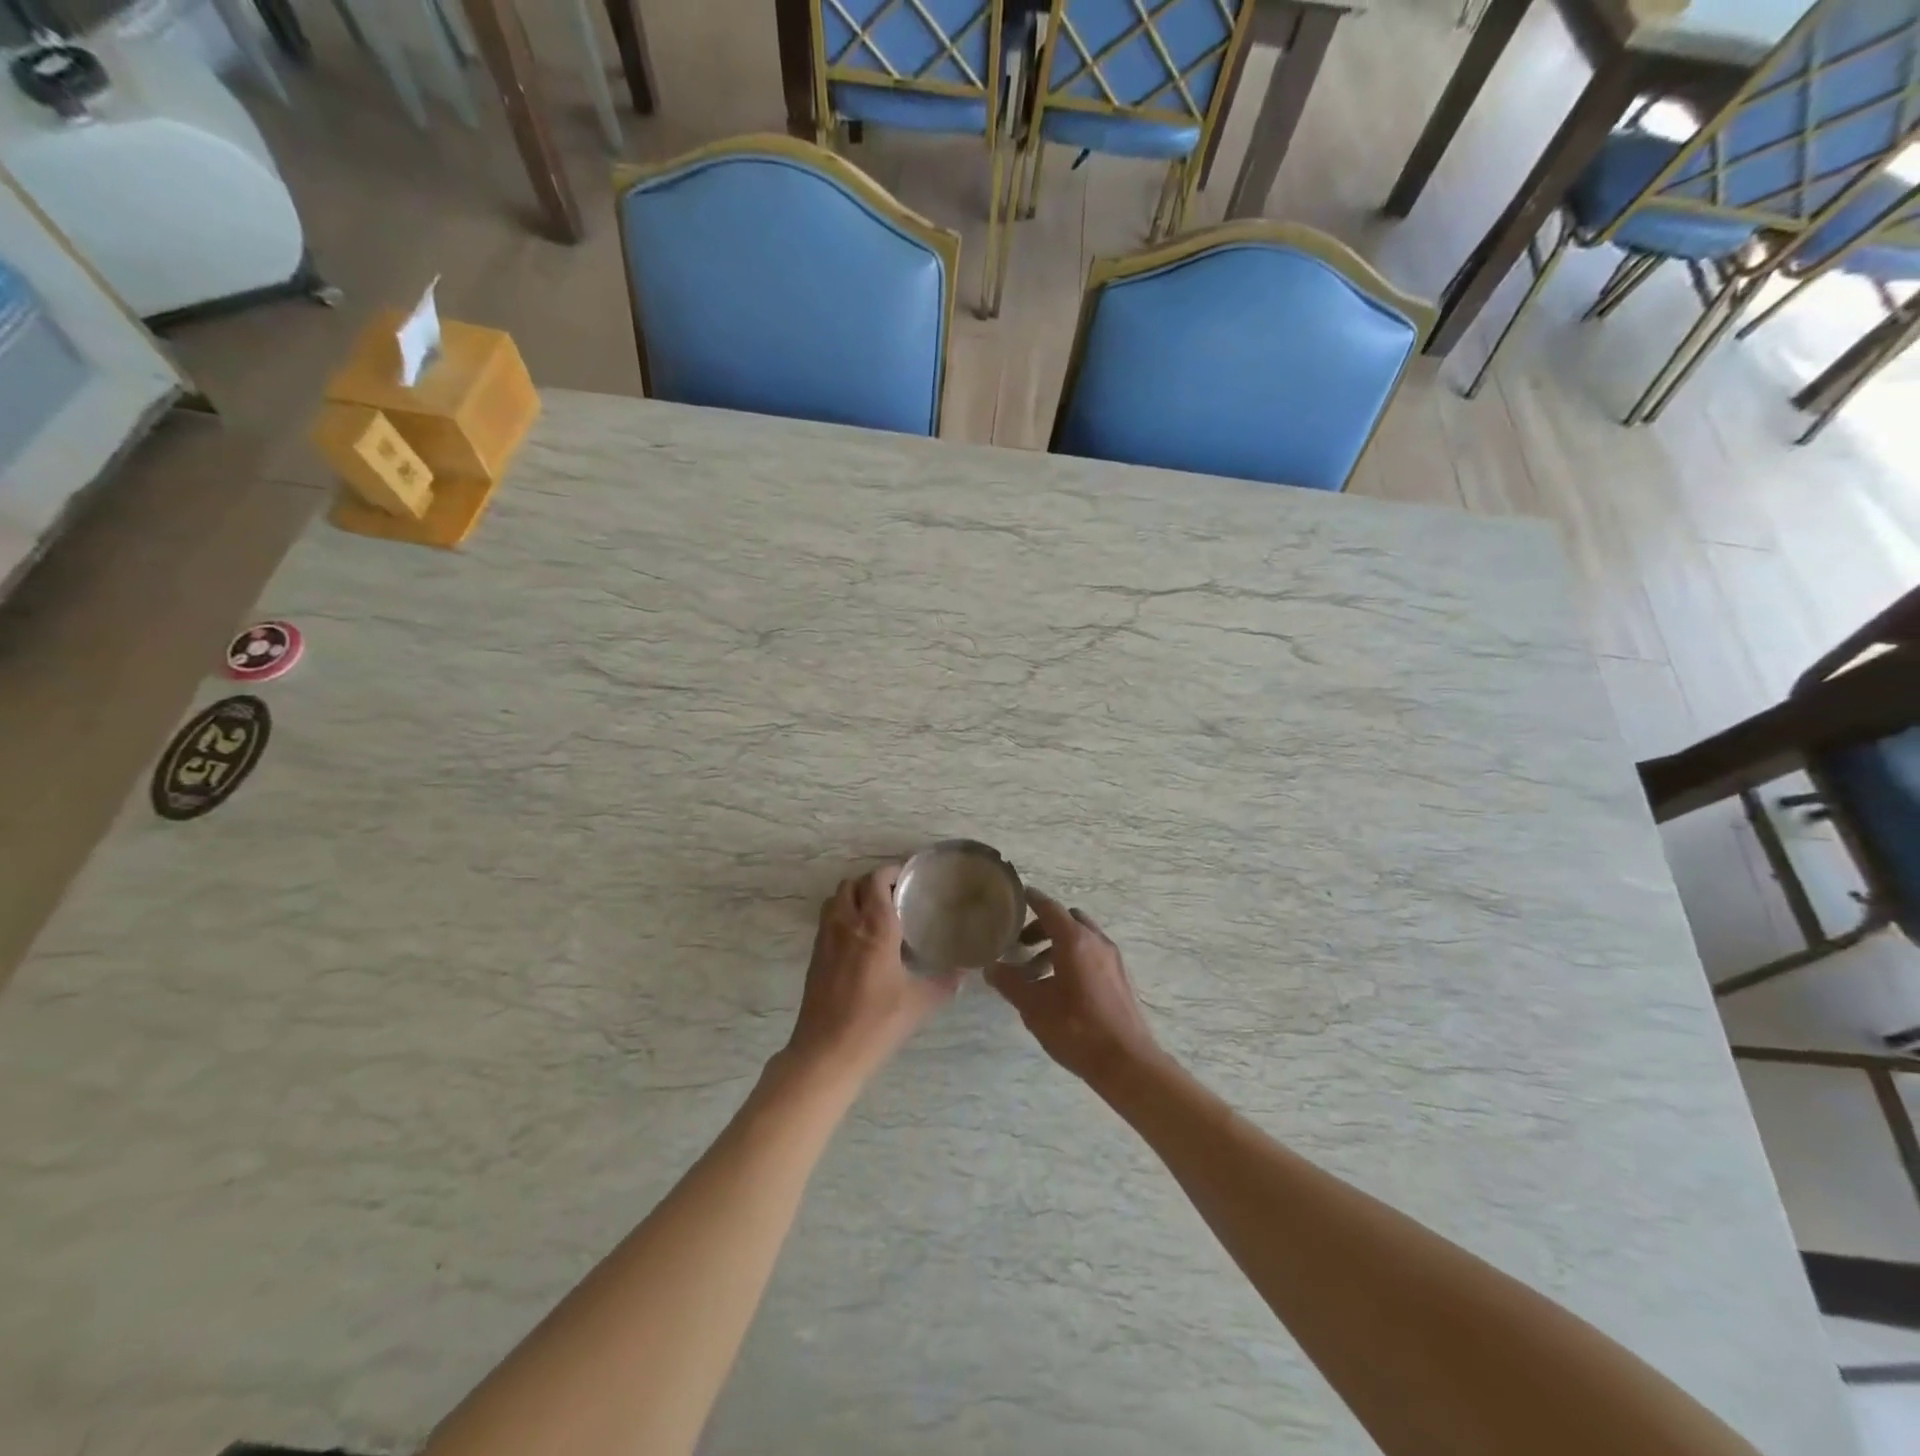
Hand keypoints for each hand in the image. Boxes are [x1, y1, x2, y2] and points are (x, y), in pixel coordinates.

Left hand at [784, 866, 962, 1083]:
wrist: (826, 1053)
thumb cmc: (876, 1023)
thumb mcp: (919, 1003)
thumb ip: (945, 983)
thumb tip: (965, 972)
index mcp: (874, 927)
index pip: (877, 880)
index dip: (892, 872)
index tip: (910, 878)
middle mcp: (847, 924)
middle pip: (854, 883)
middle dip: (873, 882)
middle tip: (896, 895)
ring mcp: (826, 938)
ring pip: (837, 899)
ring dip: (855, 896)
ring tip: (877, 912)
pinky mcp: (816, 956)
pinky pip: (828, 920)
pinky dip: (843, 915)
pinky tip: (860, 939)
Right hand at [985, 890, 1159, 1085]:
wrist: (1126, 1062)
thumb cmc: (1076, 1029)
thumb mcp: (1034, 1007)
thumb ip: (1010, 983)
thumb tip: (991, 968)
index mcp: (1075, 940)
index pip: (1049, 907)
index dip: (1032, 900)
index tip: (1018, 895)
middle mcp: (1096, 941)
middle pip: (1067, 920)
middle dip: (1043, 926)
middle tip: (1022, 944)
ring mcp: (1112, 959)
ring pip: (1082, 938)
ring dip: (1058, 945)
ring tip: (1037, 972)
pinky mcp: (1120, 977)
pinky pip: (1093, 954)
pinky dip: (1074, 957)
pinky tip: (1061, 987)